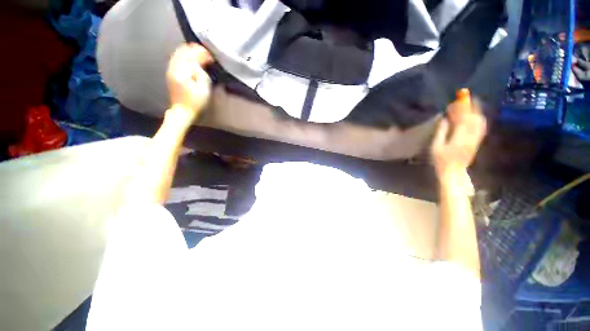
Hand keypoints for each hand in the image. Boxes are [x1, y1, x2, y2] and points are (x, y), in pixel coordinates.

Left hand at [166, 43, 213, 125]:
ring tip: (200, 56)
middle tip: (206, 55)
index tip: (212, 58)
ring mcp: (170, 70)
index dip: (203, 54)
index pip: (192, 55)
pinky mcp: (170, 73)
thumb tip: (199, 65)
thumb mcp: (204, 90)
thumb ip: (202, 74)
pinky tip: (191, 60)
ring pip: (178, 53)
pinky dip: (184, 56)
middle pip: (183, 51)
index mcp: (182, 72)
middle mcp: (174, 68)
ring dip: (189, 52)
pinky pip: (176, 58)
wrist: (183, 111)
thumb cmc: (196, 103)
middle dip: (195, 50)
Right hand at [431, 94, 486, 181]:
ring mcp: (475, 140)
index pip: (464, 118)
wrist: (453, 172)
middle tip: (466, 99)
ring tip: (472, 105)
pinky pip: (481, 128)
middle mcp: (471, 137)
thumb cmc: (440, 160)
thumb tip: (444, 119)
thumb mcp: (435, 147)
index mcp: (459, 137)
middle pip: (474, 118)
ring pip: (480, 122)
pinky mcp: (477, 143)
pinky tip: (476, 116)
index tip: (459, 99)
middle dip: (471, 107)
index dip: (462, 108)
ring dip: (477, 112)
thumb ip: (441, 132)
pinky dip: (479, 119)